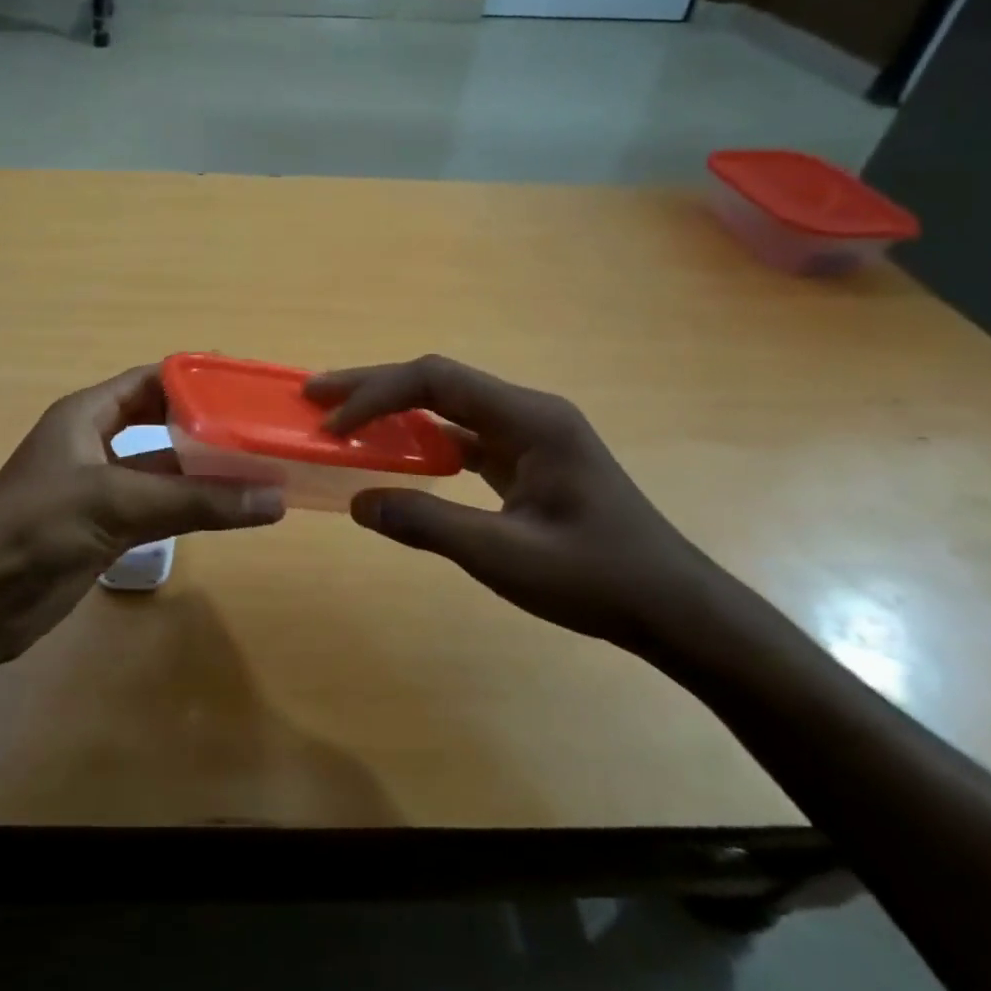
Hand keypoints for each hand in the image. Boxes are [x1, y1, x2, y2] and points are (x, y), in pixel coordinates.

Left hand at [0, 365, 284, 667]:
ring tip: (262, 470)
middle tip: (261, 429)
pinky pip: (160, 510)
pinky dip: (193, 509)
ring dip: (206, 473)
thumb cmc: (38, 527)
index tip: (245, 387)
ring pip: (164, 471)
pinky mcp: (106, 530)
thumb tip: (274, 498)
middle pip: (161, 424)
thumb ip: (195, 500)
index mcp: (86, 415)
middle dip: (207, 427)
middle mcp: (95, 445)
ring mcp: (101, 490)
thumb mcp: (117, 502)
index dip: (194, 380)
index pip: (149, 382)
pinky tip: (232, 512)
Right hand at [307, 355, 748, 656]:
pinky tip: (391, 454)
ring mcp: (528, 435)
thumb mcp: (505, 556)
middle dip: (374, 388)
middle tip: (316, 397)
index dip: (377, 397)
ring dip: (393, 410)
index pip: (436, 382)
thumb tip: (359, 502)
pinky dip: (419, 440)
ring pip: (447, 406)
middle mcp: (527, 412)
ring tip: (342, 419)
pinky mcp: (526, 460)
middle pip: (438, 382)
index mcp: (530, 419)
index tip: (333, 427)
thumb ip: (429, 524)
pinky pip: (461, 436)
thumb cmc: (598, 579)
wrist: (675, 609)